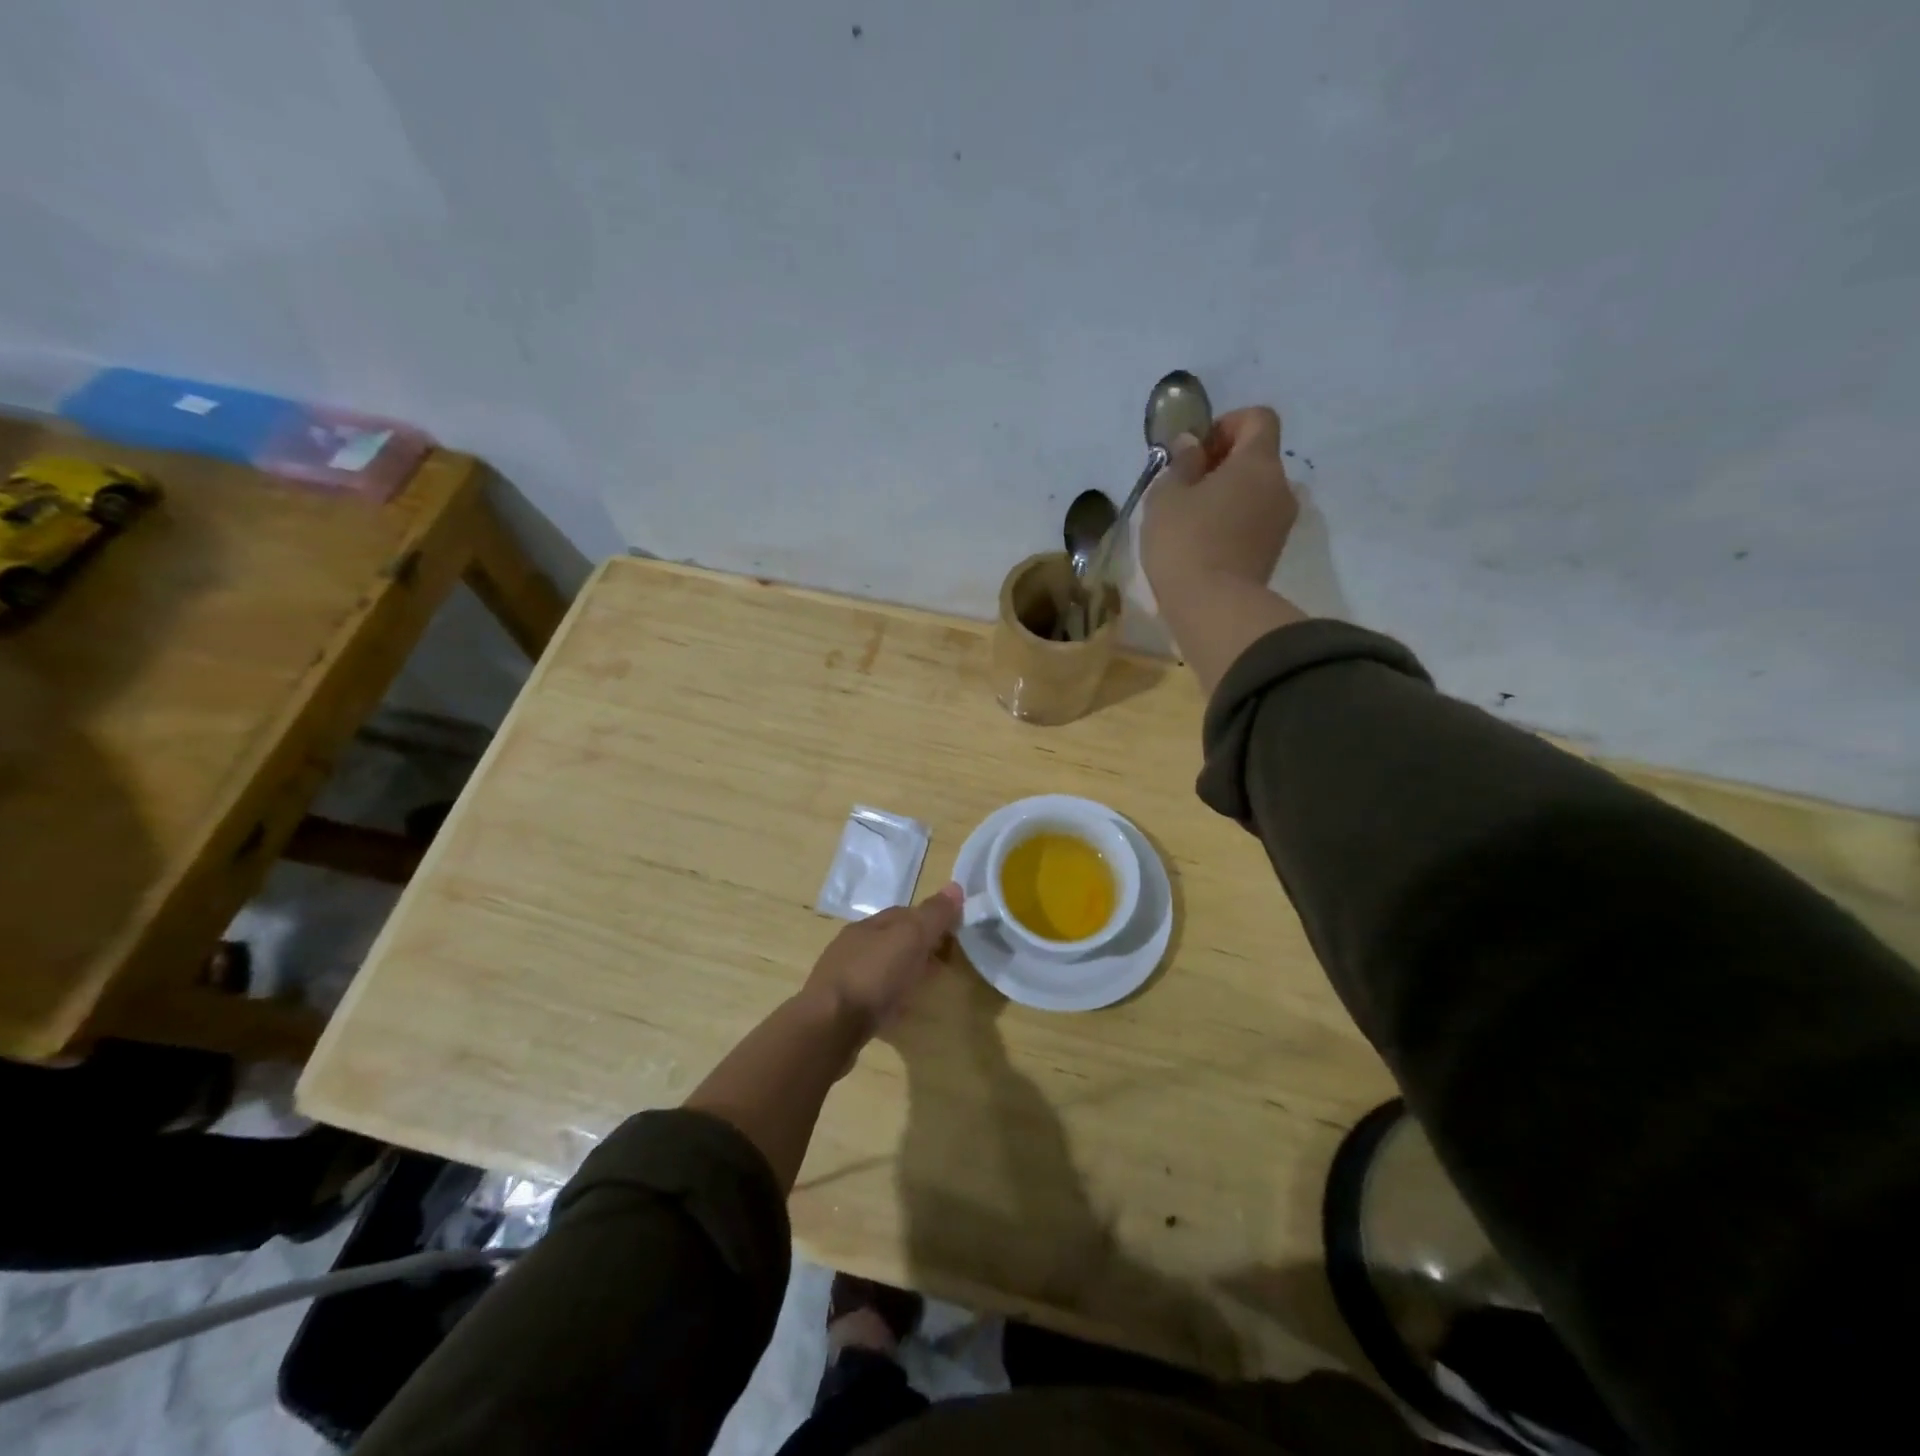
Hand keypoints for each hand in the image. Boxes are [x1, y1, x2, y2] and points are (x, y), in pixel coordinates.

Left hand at [803, 883, 962, 1036]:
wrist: (829, 1028)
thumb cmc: (873, 976)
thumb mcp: (910, 938)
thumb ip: (933, 915)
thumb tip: (955, 887)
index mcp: (868, 926)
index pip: (905, 913)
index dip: (931, 920)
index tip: (954, 934)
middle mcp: (853, 946)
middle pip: (893, 940)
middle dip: (919, 946)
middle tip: (944, 961)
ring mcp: (844, 978)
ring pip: (881, 967)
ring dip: (903, 971)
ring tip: (925, 986)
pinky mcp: (841, 1008)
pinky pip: (872, 994)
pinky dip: (890, 995)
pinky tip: (899, 1008)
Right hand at [1141, 406, 1297, 599]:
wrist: (1214, 608)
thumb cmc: (1185, 542)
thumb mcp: (1167, 496)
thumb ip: (1181, 463)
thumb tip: (1191, 444)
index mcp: (1257, 462)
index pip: (1258, 418)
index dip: (1227, 424)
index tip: (1196, 450)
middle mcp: (1280, 486)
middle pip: (1257, 458)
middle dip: (1223, 464)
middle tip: (1185, 488)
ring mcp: (1281, 523)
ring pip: (1255, 493)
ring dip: (1227, 497)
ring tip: (1190, 521)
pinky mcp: (1272, 553)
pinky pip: (1253, 522)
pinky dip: (1232, 523)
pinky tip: (1202, 545)